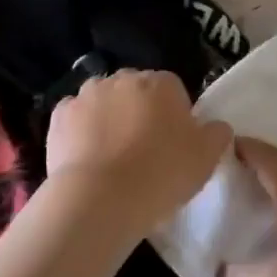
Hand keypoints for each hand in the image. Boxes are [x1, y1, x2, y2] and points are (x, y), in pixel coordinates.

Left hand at [45, 70, 232, 242]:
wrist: (99, 199)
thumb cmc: (161, 173)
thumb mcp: (207, 158)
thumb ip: (217, 134)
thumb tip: (216, 126)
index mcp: (162, 82)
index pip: (174, 90)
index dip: (175, 117)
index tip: (174, 145)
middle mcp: (124, 78)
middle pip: (137, 92)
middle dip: (140, 112)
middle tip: (145, 151)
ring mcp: (87, 94)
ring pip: (104, 102)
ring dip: (109, 119)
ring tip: (113, 158)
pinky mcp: (59, 116)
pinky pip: (75, 119)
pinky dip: (80, 132)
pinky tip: (87, 158)